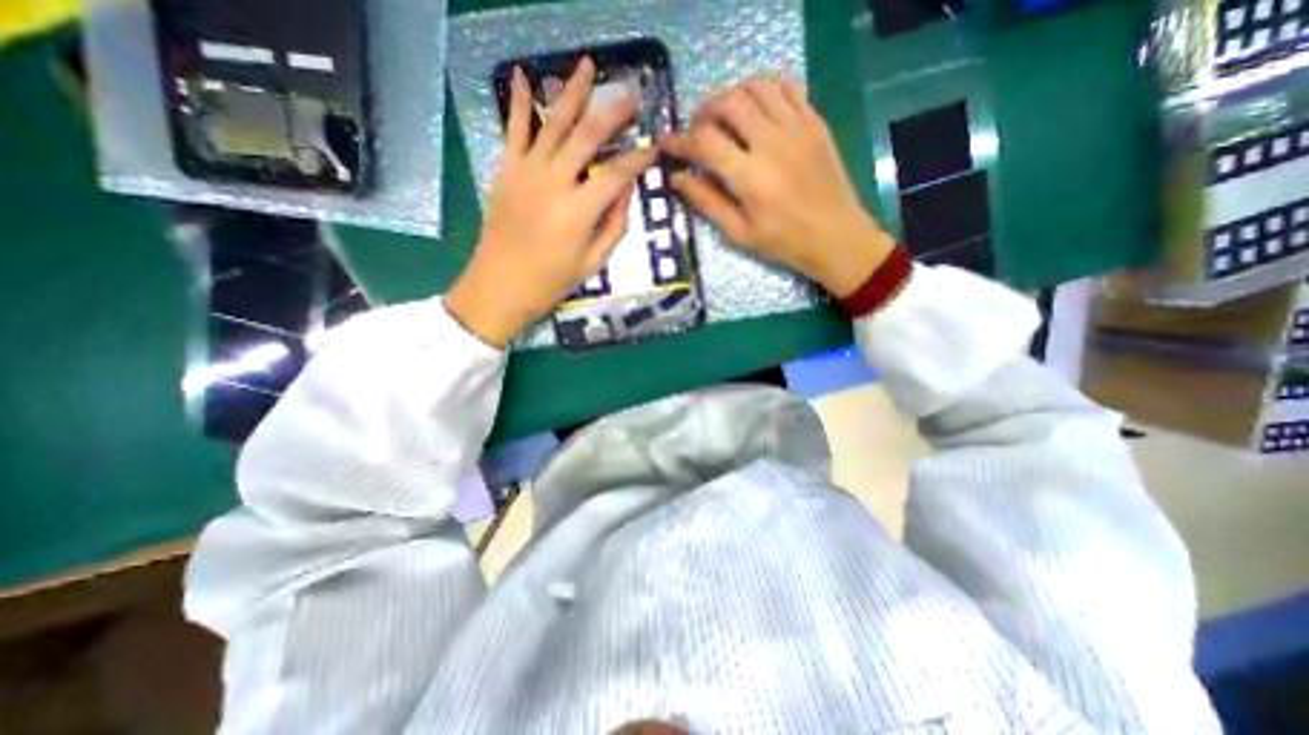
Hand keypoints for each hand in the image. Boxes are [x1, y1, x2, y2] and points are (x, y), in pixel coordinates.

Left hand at [448, 54, 659, 345]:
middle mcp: (554, 183)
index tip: (653, 147)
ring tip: (586, 65)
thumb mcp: (593, 263)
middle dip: (612, 113)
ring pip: (553, 123)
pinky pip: (514, 130)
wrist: (499, 286)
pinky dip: (518, 102)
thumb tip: (625, 192)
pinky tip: (522, 76)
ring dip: (571, 92)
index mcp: (579, 211)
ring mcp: (526, 172)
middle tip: (630, 96)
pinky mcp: (506, 171)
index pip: (617, 173)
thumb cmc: (550, 282)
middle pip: (587, 136)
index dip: (638, 159)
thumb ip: (614, 226)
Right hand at [662, 77, 894, 296]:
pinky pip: (787, 86)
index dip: (679, 141)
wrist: (836, 236)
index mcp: (749, 177)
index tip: (666, 144)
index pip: (704, 142)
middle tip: (696, 130)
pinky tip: (756, 107)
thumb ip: (706, 202)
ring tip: (723, 116)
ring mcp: (797, 127)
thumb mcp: (738, 232)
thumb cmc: (784, 242)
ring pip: (756, 86)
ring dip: (731, 95)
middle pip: (728, 103)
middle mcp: (771, 143)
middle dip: (703, 112)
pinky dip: (764, 87)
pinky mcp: (815, 121)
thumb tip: (677, 178)